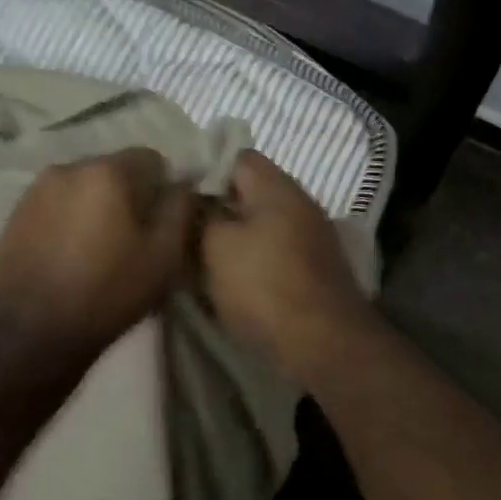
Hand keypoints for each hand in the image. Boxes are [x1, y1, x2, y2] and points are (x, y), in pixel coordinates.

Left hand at [0, 148, 198, 355]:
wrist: (32, 333)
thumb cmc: (108, 292)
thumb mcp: (164, 255)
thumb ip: (180, 208)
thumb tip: (182, 185)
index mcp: (107, 171)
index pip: (151, 158)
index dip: (163, 188)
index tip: (161, 223)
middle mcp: (68, 167)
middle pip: (113, 170)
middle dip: (128, 195)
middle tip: (133, 239)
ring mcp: (35, 190)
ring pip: (83, 187)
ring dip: (97, 207)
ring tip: (99, 249)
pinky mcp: (15, 215)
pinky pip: (56, 205)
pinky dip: (69, 220)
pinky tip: (70, 256)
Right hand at [201, 151, 371, 380]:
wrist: (322, 343)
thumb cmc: (264, 286)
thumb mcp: (217, 246)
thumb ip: (202, 215)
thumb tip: (197, 201)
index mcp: (278, 187)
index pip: (237, 156)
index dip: (205, 168)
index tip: (178, 192)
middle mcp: (301, 204)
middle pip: (251, 193)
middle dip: (217, 207)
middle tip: (184, 227)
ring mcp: (313, 238)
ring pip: (262, 225)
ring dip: (234, 238)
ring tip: (200, 256)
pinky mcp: (315, 269)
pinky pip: (275, 253)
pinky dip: (253, 261)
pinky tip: (231, 280)